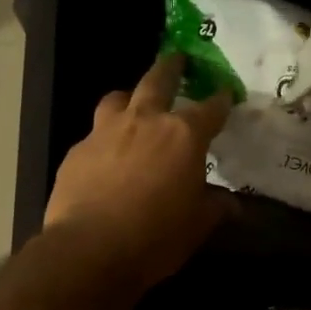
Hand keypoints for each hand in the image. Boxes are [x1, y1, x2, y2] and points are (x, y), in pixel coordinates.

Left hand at [45, 54, 230, 288]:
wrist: (89, 249)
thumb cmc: (156, 236)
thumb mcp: (197, 225)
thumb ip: (216, 207)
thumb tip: (233, 204)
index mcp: (182, 135)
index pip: (210, 108)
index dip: (221, 99)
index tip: (226, 93)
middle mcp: (144, 121)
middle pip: (158, 80)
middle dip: (171, 67)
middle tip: (177, 59)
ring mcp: (105, 132)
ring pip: (117, 98)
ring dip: (130, 97)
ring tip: (134, 104)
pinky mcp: (77, 151)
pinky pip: (94, 134)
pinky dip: (105, 138)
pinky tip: (106, 157)